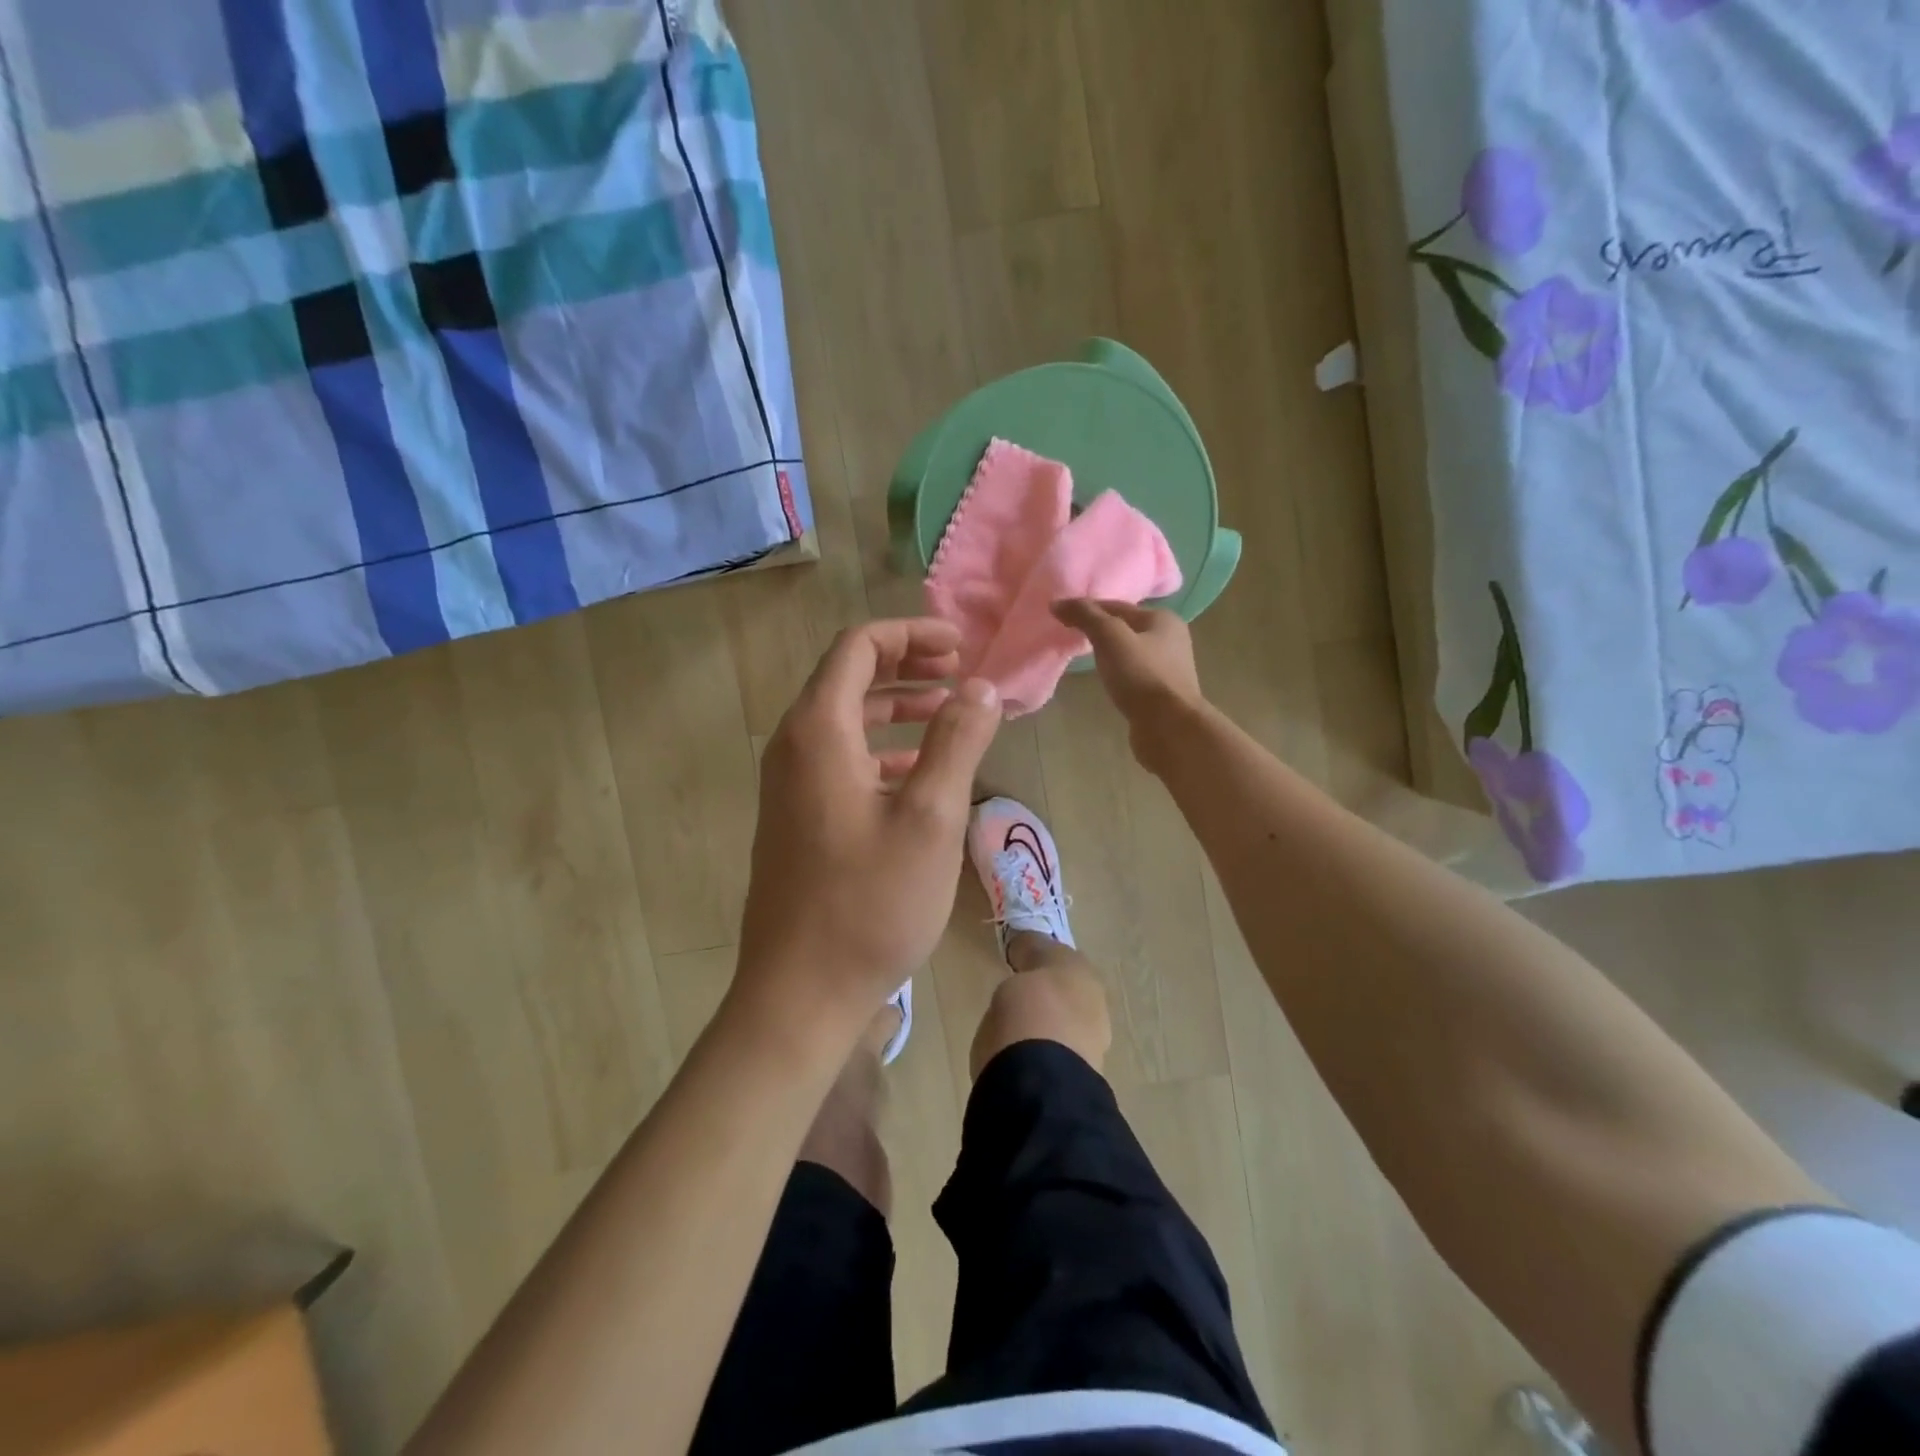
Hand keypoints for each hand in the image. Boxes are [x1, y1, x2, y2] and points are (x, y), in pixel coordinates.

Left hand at [736, 620, 1002, 1041]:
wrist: (800, 991)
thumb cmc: (869, 902)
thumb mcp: (930, 817)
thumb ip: (956, 740)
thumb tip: (982, 686)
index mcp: (818, 730)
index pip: (859, 647)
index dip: (911, 635)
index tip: (960, 647)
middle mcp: (794, 746)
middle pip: (849, 678)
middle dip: (906, 667)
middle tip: (959, 673)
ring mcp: (790, 784)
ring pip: (846, 721)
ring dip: (897, 709)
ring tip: (950, 715)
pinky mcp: (797, 817)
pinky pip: (841, 760)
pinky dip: (882, 750)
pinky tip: (920, 772)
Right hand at [1051, 600, 1204, 761]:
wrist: (1169, 726)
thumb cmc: (1141, 675)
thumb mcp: (1110, 637)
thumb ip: (1085, 616)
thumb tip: (1057, 603)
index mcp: (1163, 619)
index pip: (1117, 606)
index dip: (1088, 609)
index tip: (1062, 617)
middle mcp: (1171, 639)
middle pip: (1125, 628)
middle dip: (1099, 631)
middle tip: (1070, 637)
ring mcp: (1169, 668)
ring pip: (1130, 652)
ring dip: (1109, 654)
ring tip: (1084, 659)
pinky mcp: (1162, 693)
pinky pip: (1133, 675)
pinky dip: (1117, 674)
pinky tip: (1105, 682)